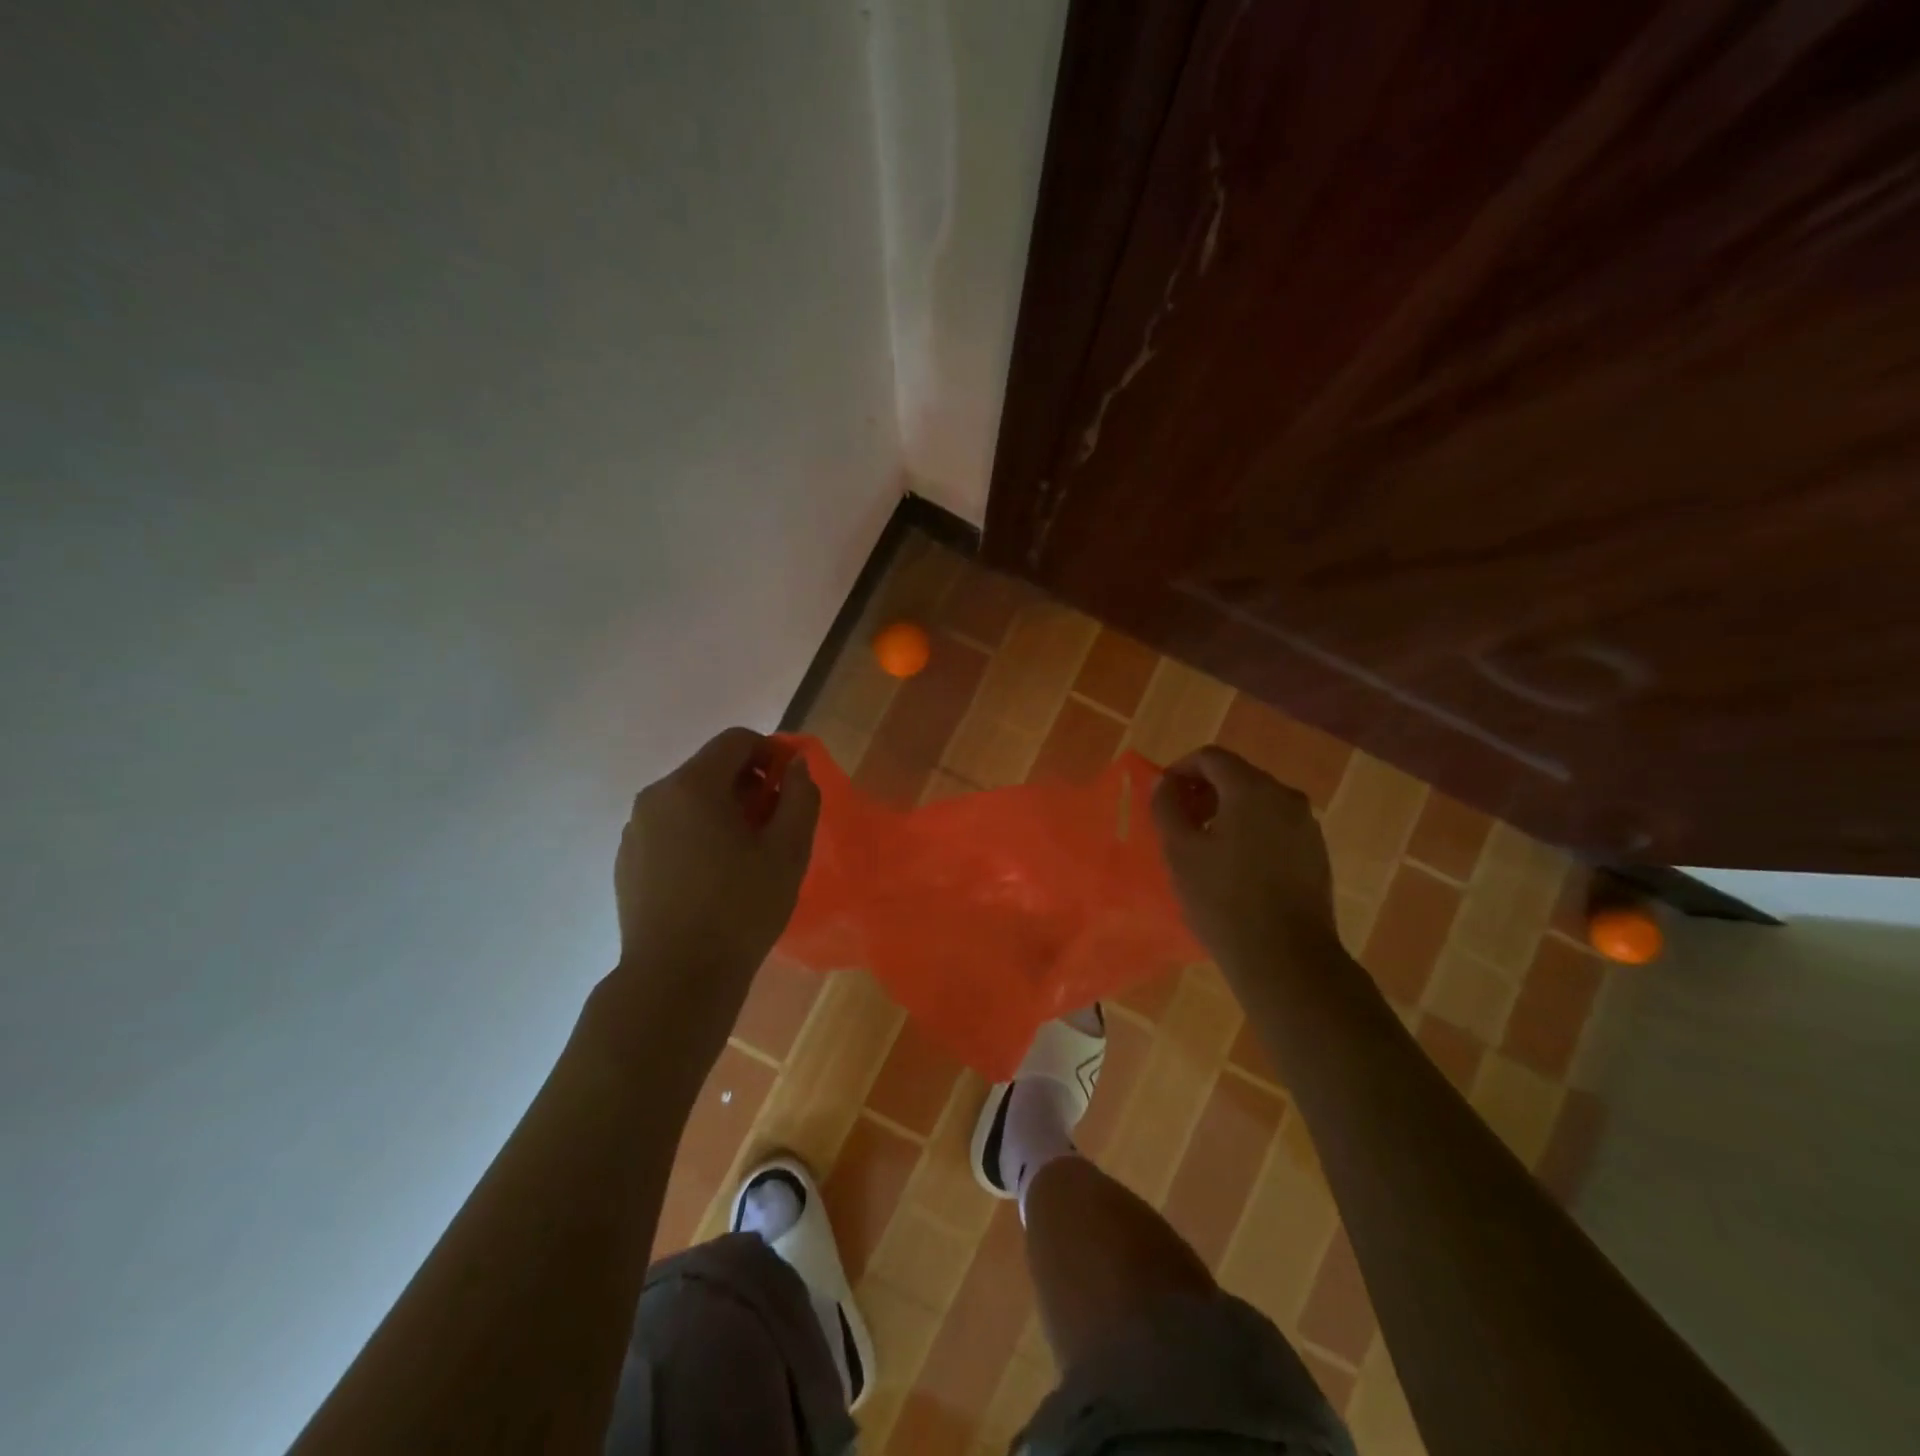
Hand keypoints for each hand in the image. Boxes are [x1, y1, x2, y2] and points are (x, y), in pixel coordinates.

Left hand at [613, 727, 819, 993]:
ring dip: (721, 811)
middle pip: (710, 768)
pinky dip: (695, 835)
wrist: (676, 979)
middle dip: (747, 785)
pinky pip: (669, 829)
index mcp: (692, 786)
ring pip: (688, 800)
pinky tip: (711, 877)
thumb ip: (800, 797)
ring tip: (743, 856)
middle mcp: (655, 797)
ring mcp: (635, 830)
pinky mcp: (626, 860)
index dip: (770, 753)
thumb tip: (795, 765)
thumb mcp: (788, 851)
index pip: (736, 740)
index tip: (789, 788)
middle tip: (773, 825)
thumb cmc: (740, 909)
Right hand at [1150, 745, 1338, 973]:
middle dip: (1204, 791)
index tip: (1163, 795)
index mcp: (1252, 789)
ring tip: (1205, 846)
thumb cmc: (1223, 899)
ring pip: (1258, 802)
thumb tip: (1165, 784)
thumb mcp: (1180, 851)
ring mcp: (1307, 826)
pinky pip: (1276, 826)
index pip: (1211, 758)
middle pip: (1237, 776)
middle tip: (1179, 821)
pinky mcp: (1316, 853)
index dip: (1181, 769)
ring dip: (1227, 812)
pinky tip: (1236, 866)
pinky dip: (1251, 831)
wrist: (1286, 958)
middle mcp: (1286, 797)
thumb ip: (1166, 807)